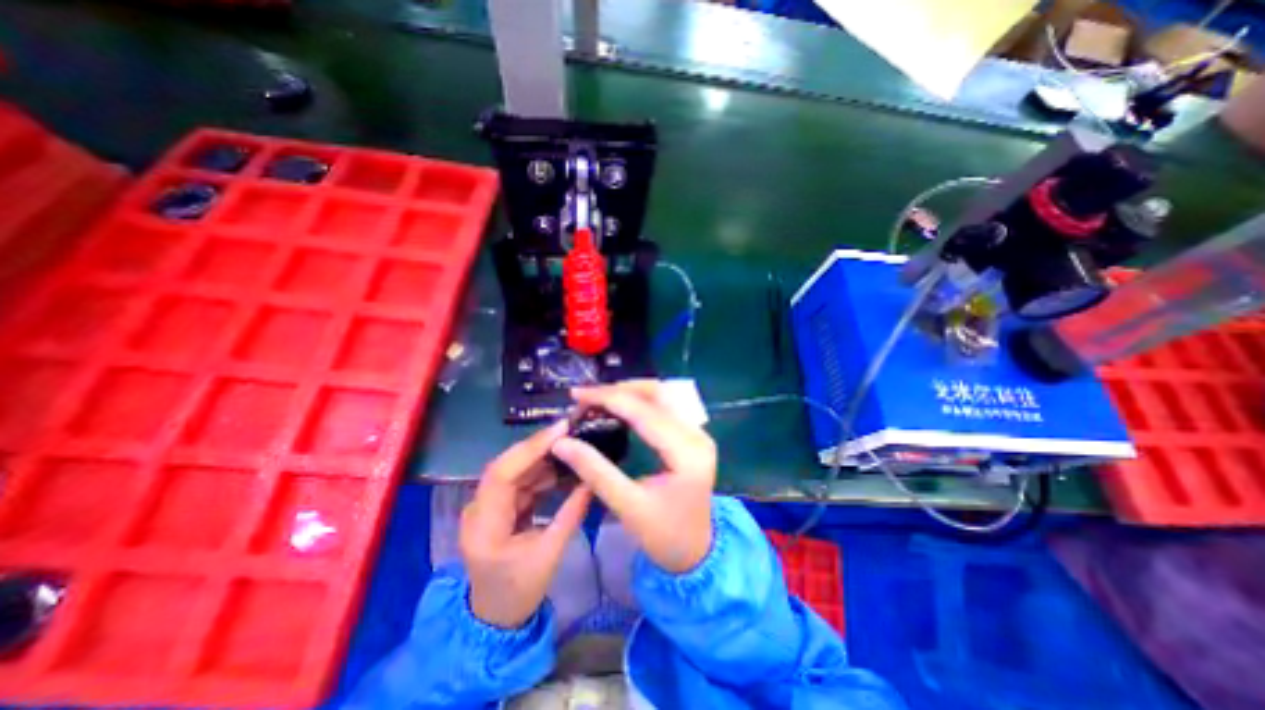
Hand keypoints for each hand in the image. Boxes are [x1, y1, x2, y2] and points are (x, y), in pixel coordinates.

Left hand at [462, 421, 597, 625]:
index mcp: (484, 527)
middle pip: (506, 466)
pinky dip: (541, 473)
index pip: (502, 474)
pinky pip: (519, 481)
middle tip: (571, 432)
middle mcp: (477, 509)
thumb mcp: (551, 554)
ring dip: (542, 458)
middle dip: (539, 447)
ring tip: (572, 447)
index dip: (530, 448)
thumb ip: (572, 513)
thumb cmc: (519, 591)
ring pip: (514, 470)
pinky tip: (561, 467)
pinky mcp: (496, 506)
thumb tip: (592, 479)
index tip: (560, 430)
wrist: (495, 617)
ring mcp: (485, 506)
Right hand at [551, 381, 714, 572]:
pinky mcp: (693, 435)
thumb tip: (561, 442)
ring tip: (598, 399)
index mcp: (687, 453)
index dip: (608, 398)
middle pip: (657, 394)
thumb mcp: (627, 507)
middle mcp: (697, 434)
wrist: (696, 551)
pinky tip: (618, 407)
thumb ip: (595, 471)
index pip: (644, 411)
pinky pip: (664, 406)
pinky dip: (639, 401)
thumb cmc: (664, 536)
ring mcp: (698, 432)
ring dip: (628, 392)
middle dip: (618, 390)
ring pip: (661, 395)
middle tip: (586, 398)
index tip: (576, 395)